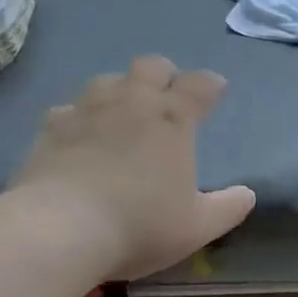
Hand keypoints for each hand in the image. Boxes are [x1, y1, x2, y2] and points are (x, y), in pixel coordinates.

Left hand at [7, 56, 255, 281]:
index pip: (199, 85)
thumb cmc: (139, 224)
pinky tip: (79, 134)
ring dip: (120, 89)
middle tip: (168, 95)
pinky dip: (79, 117)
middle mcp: (132, 103)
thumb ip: (227, 208)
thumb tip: (247, 194)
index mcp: (173, 120)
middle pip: (151, 67)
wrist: (59, 230)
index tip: (216, 89)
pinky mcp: (50, 129)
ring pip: (107, 80)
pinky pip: (68, 109)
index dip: (210, 84)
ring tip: (123, 111)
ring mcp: (87, 111)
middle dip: (164, 75)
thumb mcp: (197, 226)